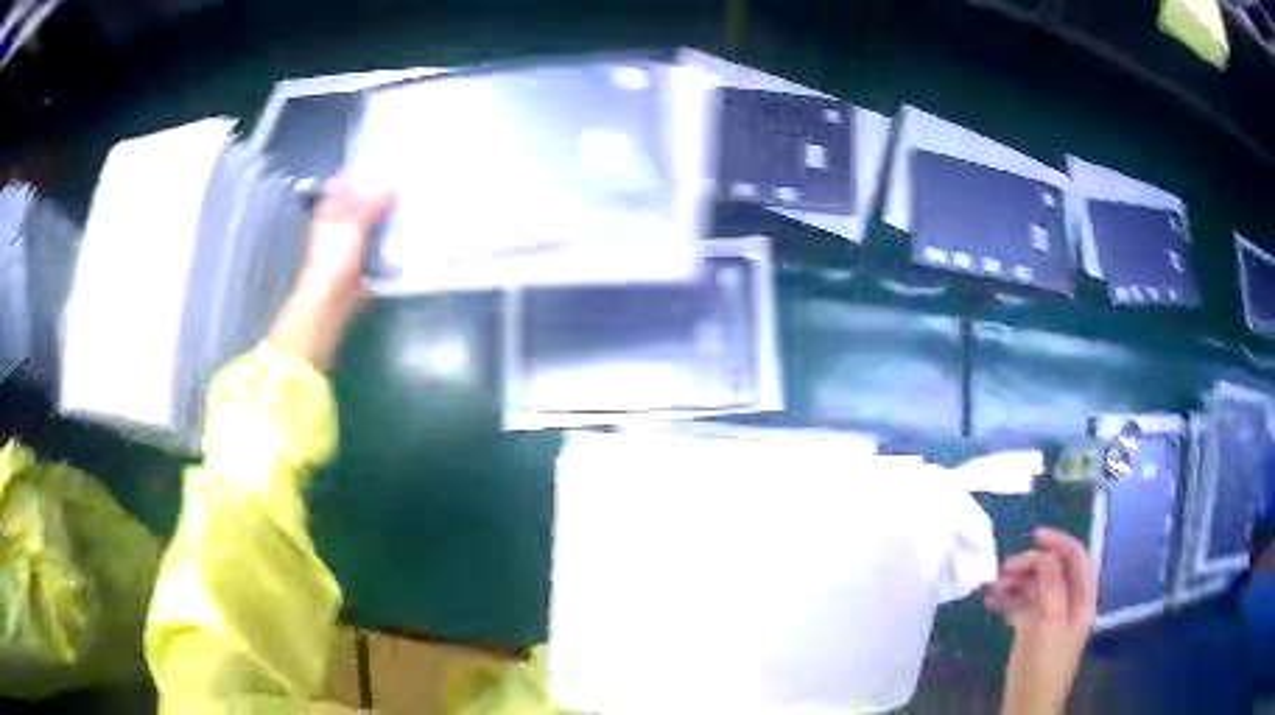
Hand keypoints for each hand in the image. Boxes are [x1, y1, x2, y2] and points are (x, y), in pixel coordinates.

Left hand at [269, 177, 393, 370]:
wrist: (331, 302)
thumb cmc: (334, 259)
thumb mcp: (353, 225)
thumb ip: (371, 204)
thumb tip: (392, 184)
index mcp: (330, 212)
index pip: (342, 185)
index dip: (356, 174)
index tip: (378, 163)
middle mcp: (337, 225)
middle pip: (357, 203)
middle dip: (376, 193)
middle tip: (402, 180)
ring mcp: (348, 245)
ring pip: (369, 223)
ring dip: (385, 216)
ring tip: (409, 203)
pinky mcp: (360, 264)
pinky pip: (377, 245)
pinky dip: (389, 239)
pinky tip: (405, 234)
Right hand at [986, 527, 1096, 714]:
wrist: (1028, 707)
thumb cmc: (1042, 666)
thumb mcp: (1048, 622)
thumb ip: (1050, 585)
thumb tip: (1042, 556)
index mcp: (1082, 599)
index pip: (1078, 557)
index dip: (1059, 542)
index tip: (1033, 536)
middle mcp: (1070, 605)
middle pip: (1055, 571)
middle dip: (1031, 564)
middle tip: (1002, 568)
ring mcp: (1052, 620)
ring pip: (1038, 589)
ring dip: (1017, 583)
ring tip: (991, 586)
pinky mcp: (1035, 634)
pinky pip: (1026, 607)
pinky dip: (1011, 601)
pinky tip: (992, 602)